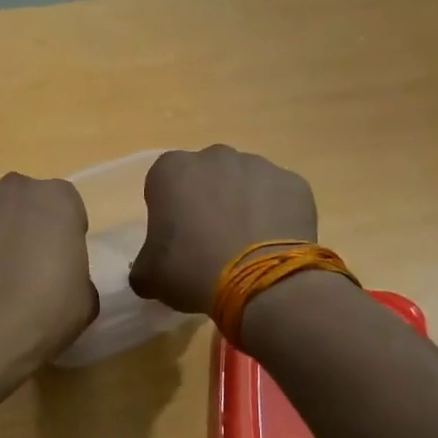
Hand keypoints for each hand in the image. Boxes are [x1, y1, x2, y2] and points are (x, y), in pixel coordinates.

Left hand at [0, 173, 96, 373]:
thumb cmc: (47, 310)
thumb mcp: (84, 298)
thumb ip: (75, 276)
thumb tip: (62, 282)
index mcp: (58, 198)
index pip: (65, 208)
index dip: (60, 237)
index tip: (57, 265)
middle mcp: (15, 187)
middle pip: (21, 203)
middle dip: (21, 227)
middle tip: (20, 269)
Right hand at [128, 146, 317, 314]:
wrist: (260, 281)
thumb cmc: (191, 270)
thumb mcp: (149, 276)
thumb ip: (143, 265)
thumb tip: (150, 269)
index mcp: (172, 170)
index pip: (163, 184)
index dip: (168, 211)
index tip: (175, 239)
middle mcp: (215, 156)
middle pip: (206, 177)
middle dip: (207, 200)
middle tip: (209, 241)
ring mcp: (259, 166)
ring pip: (244, 183)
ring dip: (242, 205)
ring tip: (245, 246)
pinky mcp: (294, 183)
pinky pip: (278, 197)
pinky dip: (274, 215)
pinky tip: (272, 245)